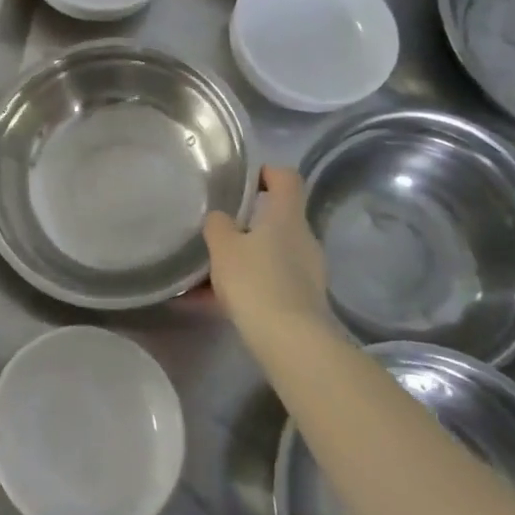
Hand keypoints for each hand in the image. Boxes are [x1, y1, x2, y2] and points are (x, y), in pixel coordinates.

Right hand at [202, 166, 332, 355]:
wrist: (291, 342)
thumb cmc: (255, 281)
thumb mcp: (223, 247)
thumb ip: (217, 225)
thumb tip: (220, 218)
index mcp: (287, 216)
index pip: (286, 178)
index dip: (266, 172)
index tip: (243, 179)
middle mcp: (303, 238)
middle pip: (277, 218)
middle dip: (247, 222)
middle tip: (217, 229)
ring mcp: (307, 271)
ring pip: (270, 253)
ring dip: (243, 257)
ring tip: (206, 272)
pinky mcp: (303, 300)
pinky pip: (268, 282)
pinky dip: (244, 286)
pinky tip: (210, 302)